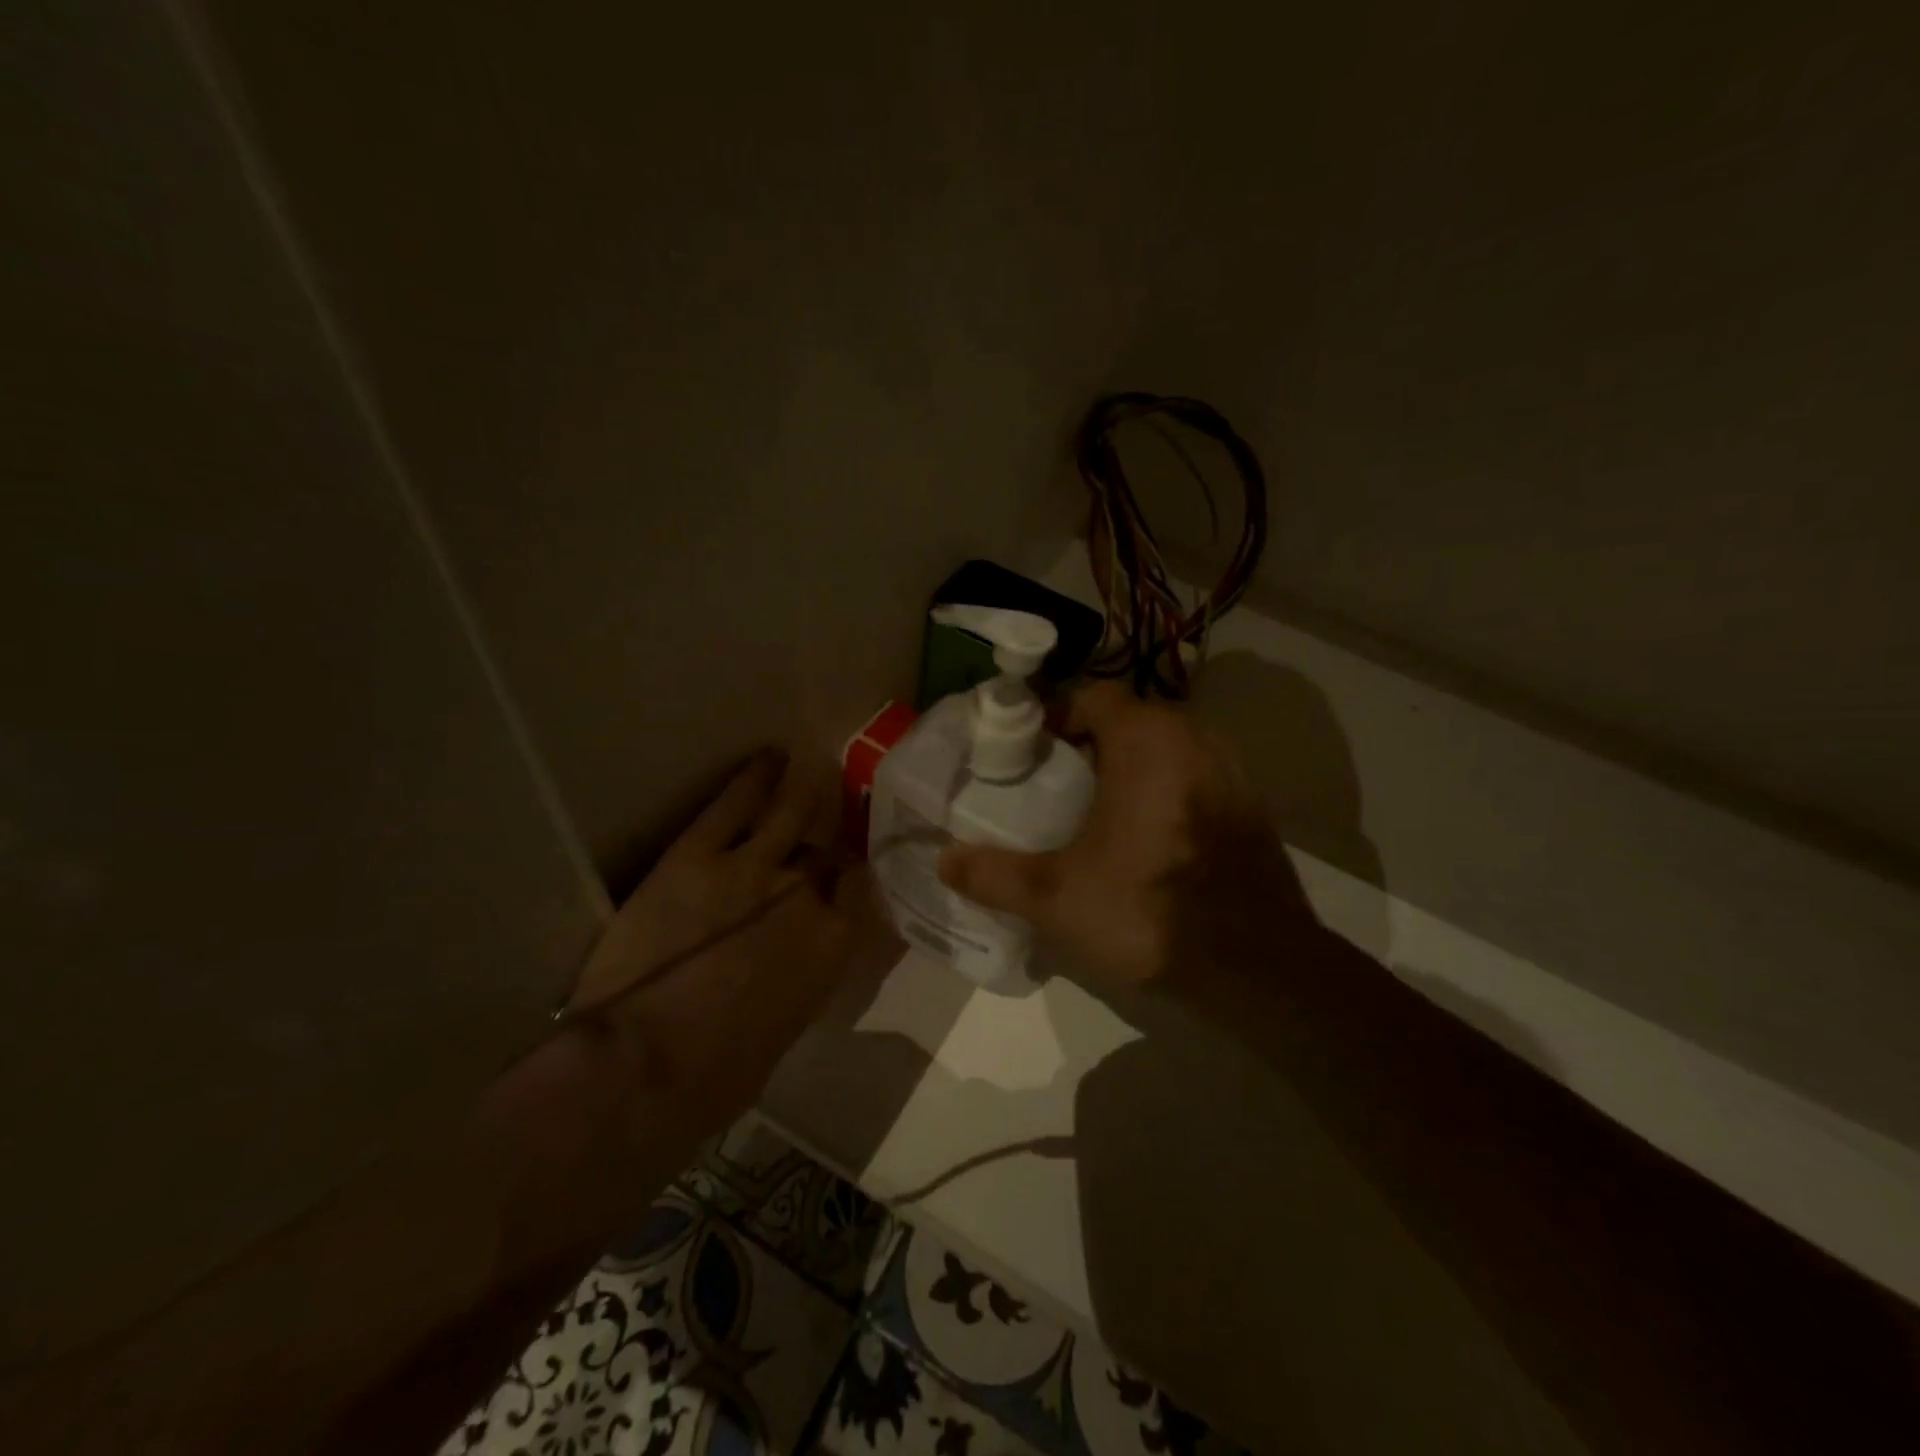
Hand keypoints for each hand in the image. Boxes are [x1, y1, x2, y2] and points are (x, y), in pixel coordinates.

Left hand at [572, 748, 875, 1122]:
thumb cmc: (718, 1074)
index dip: (856, 870)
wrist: (644, 1067)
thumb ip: (804, 977)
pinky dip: (753, 777)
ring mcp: (752, 867)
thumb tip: (800, 959)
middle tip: (838, 799)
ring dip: (804, 784)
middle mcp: (806, 895)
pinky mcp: (697, 855)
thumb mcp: (785, 1028)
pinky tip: (766, 759)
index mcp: (832, 945)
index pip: (860, 888)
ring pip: (790, 810)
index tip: (852, 860)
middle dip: (835, 824)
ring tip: (811, 761)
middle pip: (829, 846)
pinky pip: (733, 804)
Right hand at [937, 682, 1311, 985]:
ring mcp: (1230, 772)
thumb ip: (993, 874)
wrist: (1262, 969)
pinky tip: (1139, 840)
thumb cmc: (1150, 912)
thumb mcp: (1057, 897)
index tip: (1021, 753)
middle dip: (1083, 747)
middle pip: (1125, 722)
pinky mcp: (1249, 807)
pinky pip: (1190, 778)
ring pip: (1161, 751)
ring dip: (1123, 770)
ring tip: (1087, 812)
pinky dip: (1159, 792)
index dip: (1051, 717)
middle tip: (1045, 785)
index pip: (1091, 696)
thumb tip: (943, 860)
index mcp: (1149, 739)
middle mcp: (1196, 738)